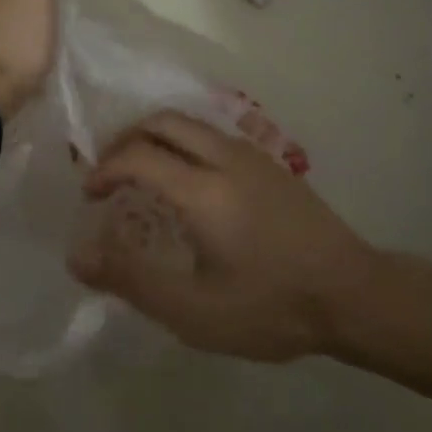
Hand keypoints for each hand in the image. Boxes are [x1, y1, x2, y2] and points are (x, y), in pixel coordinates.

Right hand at [67, 111, 371, 361]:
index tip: (90, 196)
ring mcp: (251, 155)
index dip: (105, 169)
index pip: (137, 155)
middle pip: (162, 121)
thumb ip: (132, 280)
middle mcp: (224, 157)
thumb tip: (78, 255)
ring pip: (189, 123)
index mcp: (203, 189)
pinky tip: (186, 183)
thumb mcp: (195, 310)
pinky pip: (211, 135)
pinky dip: (181, 143)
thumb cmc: (270, 306)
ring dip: (155, 138)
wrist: (353, 294)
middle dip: (126, 139)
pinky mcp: (269, 163)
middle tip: (108, 173)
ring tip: (140, 175)